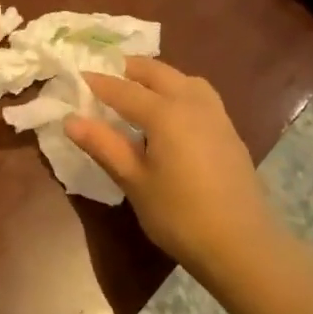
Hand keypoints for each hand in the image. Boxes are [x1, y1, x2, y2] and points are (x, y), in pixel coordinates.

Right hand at [65, 57, 280, 276]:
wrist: (241, 244)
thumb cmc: (179, 215)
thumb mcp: (134, 182)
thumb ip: (103, 145)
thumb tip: (71, 120)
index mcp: (165, 113)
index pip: (123, 89)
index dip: (98, 82)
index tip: (78, 76)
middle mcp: (192, 103)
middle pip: (157, 73)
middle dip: (129, 69)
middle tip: (105, 76)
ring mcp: (216, 115)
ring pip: (183, 79)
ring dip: (158, 77)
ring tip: (138, 91)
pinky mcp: (229, 131)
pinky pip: (199, 95)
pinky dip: (178, 90)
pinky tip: (170, 114)